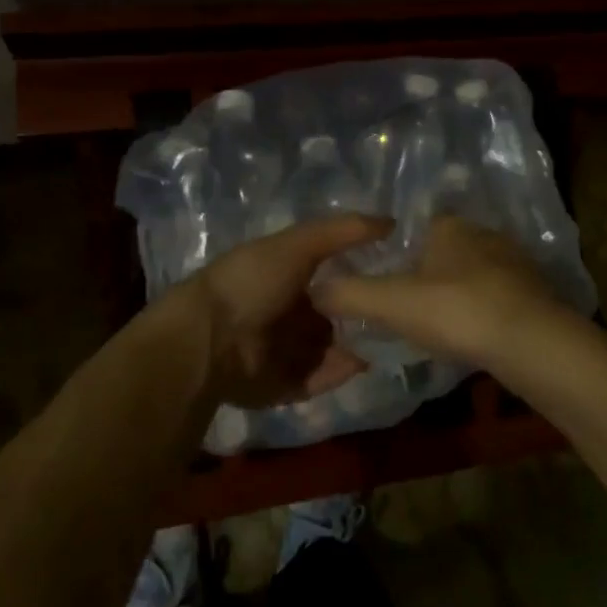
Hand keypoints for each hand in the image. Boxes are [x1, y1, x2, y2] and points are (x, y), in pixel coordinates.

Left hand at [178, 215, 390, 408]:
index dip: (359, 272)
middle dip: (361, 313)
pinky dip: (341, 372)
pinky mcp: (284, 385)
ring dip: (356, 344)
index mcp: (282, 277)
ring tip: (393, 338)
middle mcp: (284, 314)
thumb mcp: (297, 245)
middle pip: (332, 314)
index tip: (395, 272)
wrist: (209, 340)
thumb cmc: (252, 283)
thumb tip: (391, 221)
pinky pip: (321, 378)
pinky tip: (366, 360)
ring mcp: (284, 352)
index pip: (329, 275)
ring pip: (331, 348)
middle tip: (397, 310)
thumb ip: (342, 231)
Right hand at [312, 216, 589, 390]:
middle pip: (443, 251)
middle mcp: (484, 235)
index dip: (394, 251)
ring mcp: (514, 264)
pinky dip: (479, 312)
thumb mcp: (392, 303)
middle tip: (402, 307)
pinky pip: (494, 298)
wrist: (534, 344)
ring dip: (454, 295)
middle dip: (425, 274)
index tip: (381, 279)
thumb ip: (349, 293)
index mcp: (450, 226)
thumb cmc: (458, 311)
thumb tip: (313, 289)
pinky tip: (470, 336)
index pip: (414, 227)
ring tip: (434, 325)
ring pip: (471, 275)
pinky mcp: (534, 294)